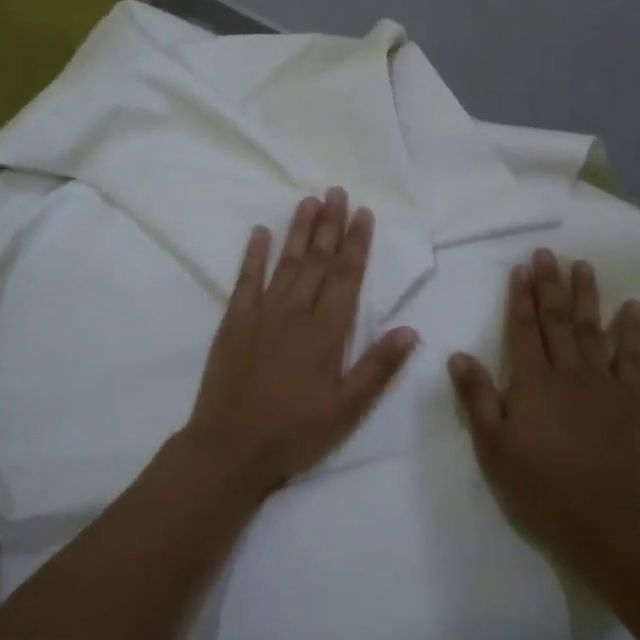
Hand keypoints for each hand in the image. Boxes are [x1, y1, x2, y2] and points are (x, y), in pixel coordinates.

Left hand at [182, 189, 419, 495]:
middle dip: (330, 224)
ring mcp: (261, 314)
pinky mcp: (233, 323)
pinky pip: (245, 281)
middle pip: (317, 260)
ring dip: (298, 231)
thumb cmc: (294, 432)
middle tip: (337, 191)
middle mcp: (295, 313)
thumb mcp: (347, 409)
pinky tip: (260, 232)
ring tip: (309, 201)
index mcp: (325, 332)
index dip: (357, 243)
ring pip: (285, 263)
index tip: (364, 213)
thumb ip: (378, 367)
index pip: (347, 277)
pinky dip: (253, 255)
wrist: (229, 448)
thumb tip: (410, 330)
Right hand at [448, 249, 639, 562]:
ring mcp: (603, 383)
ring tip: (584, 265)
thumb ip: (477, 397)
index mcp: (532, 381)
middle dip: (550, 285)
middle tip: (548, 253)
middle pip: (557, 320)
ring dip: (587, 296)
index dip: (521, 297)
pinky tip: (633, 308)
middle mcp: (567, 372)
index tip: (522, 268)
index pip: (524, 329)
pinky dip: (632, 331)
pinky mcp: (633, 400)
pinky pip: (633, 357)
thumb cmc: (541, 487)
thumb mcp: (494, 447)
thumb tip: (458, 354)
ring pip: (592, 329)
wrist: (607, 522)